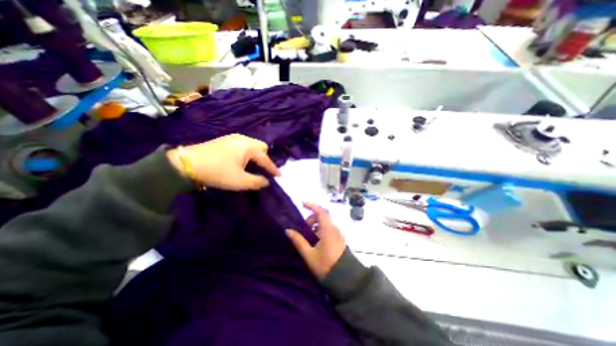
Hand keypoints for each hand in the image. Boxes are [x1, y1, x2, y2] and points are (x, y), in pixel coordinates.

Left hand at [163, 133, 279, 189]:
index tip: (279, 176)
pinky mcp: (226, 140)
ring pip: (252, 145)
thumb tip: (266, 181)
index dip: (273, 168)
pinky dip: (247, 153)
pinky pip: (244, 145)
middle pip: (261, 147)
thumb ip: (257, 181)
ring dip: (256, 156)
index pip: (265, 158)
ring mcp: (233, 138)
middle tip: (263, 169)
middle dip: (265, 158)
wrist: (187, 163)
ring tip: (253, 166)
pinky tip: (242, 161)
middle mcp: (243, 139)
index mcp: (248, 147)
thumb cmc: (217, 172)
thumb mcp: (239, 181)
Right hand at [285, 204, 344, 279]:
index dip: (312, 206)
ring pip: (325, 223)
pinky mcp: (338, 239)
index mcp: (328, 229)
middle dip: (312, 218)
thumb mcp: (309, 255)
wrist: (345, 278)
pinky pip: (328, 229)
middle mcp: (334, 229)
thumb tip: (288, 230)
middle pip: (322, 216)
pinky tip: (315, 241)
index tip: (303, 204)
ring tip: (308, 236)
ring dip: (315, 225)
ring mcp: (337, 234)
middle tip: (303, 227)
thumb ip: (299, 241)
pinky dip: (320, 229)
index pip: (321, 212)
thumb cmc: (326, 265)